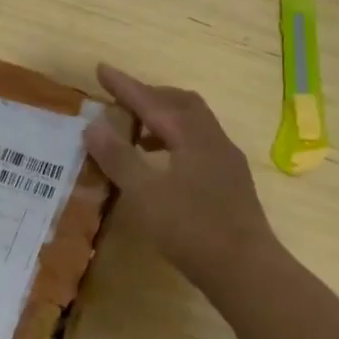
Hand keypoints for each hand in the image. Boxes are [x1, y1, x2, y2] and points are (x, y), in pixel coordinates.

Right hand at [82, 64, 274, 290]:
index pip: (153, 101)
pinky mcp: (231, 183)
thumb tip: (93, 125)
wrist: (245, 268)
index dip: (125, 86)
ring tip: (138, 135)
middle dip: (151, 96)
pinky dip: (176, 142)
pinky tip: (164, 167)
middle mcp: (214, 140)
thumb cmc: (191, 229)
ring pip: (194, 125)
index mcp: (193, 136)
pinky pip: (200, 146)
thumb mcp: (145, 194)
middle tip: (122, 101)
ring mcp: (227, 162)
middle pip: (182, 104)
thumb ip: (119, 158)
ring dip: (165, 120)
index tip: (102, 69)